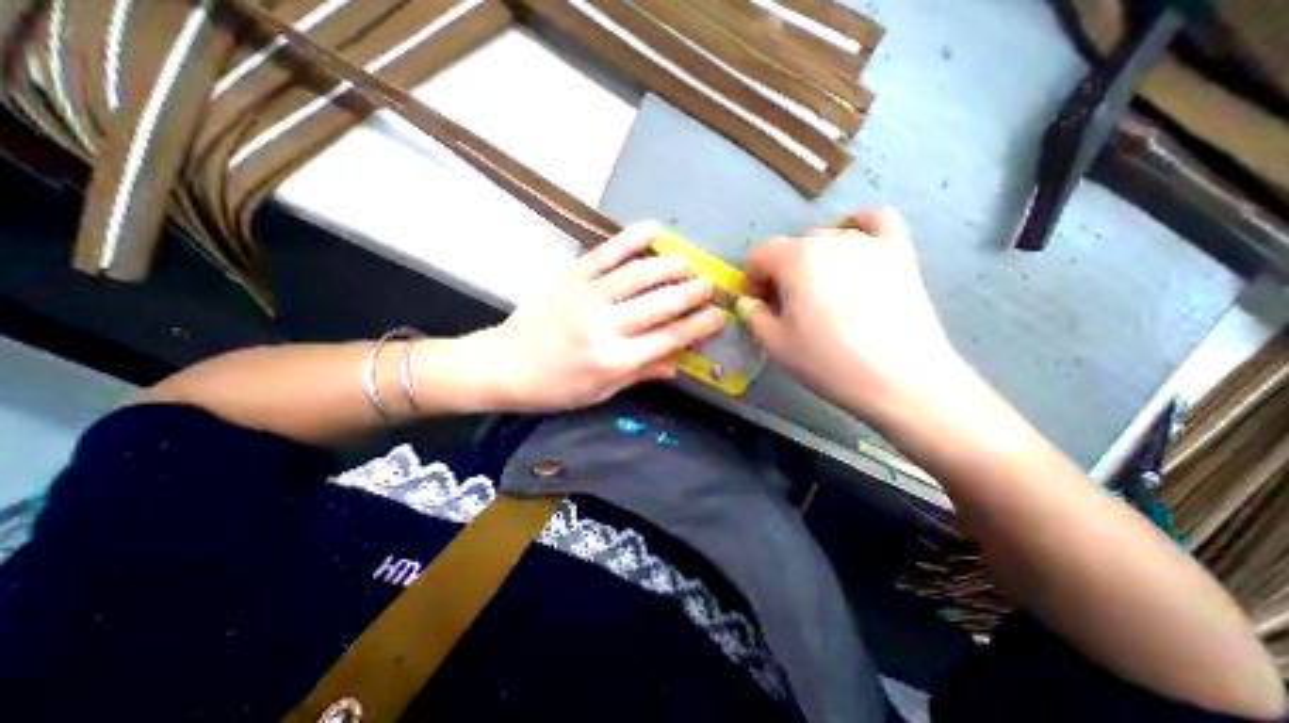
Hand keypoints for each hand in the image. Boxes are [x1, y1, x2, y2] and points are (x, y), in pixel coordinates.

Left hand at [464, 220, 727, 411]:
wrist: (503, 366)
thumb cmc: (554, 388)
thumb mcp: (601, 392)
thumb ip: (640, 374)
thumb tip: (676, 364)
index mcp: (615, 360)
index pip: (669, 339)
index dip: (699, 326)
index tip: (719, 315)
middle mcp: (606, 326)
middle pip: (660, 304)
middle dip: (692, 292)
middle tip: (710, 285)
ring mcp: (587, 298)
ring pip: (638, 274)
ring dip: (670, 265)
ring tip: (689, 262)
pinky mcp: (570, 279)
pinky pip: (604, 254)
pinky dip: (630, 239)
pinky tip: (652, 228)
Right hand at [740, 206, 961, 419]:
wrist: (899, 379)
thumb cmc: (828, 361)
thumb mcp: (775, 344)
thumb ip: (753, 316)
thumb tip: (748, 302)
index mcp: (795, 259)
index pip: (760, 255)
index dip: (752, 279)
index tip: (758, 305)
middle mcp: (829, 240)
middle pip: (791, 247)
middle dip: (780, 274)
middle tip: (786, 307)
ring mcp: (868, 243)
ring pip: (826, 238)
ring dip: (812, 261)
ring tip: (820, 292)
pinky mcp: (899, 253)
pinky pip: (877, 221)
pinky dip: (860, 226)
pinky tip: (855, 246)